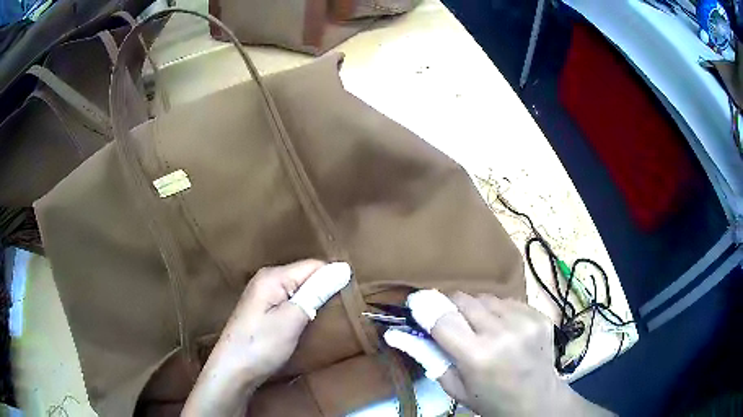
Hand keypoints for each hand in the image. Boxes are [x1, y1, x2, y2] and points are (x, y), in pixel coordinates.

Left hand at [183, 259, 349, 416]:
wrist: (233, 370)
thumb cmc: (262, 345)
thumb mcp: (293, 318)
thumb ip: (317, 292)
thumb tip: (344, 267)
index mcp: (273, 276)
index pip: (314, 266)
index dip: (333, 278)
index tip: (350, 298)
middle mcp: (266, 279)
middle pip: (305, 276)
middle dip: (324, 289)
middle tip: (343, 310)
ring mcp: (262, 295)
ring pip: (298, 289)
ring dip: (314, 300)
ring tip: (331, 315)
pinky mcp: (262, 309)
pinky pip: (289, 300)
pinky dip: (303, 308)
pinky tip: (309, 321)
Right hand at [388, 290, 612, 416]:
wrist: (538, 400)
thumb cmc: (490, 400)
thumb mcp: (455, 387)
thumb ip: (427, 357)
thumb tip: (394, 334)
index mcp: (478, 356)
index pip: (442, 318)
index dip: (426, 308)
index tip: (416, 304)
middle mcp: (503, 333)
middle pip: (464, 300)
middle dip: (451, 307)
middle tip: (452, 323)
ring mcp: (525, 321)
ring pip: (486, 297)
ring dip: (477, 309)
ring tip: (481, 329)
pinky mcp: (540, 316)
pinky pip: (508, 301)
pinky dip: (499, 311)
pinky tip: (504, 329)